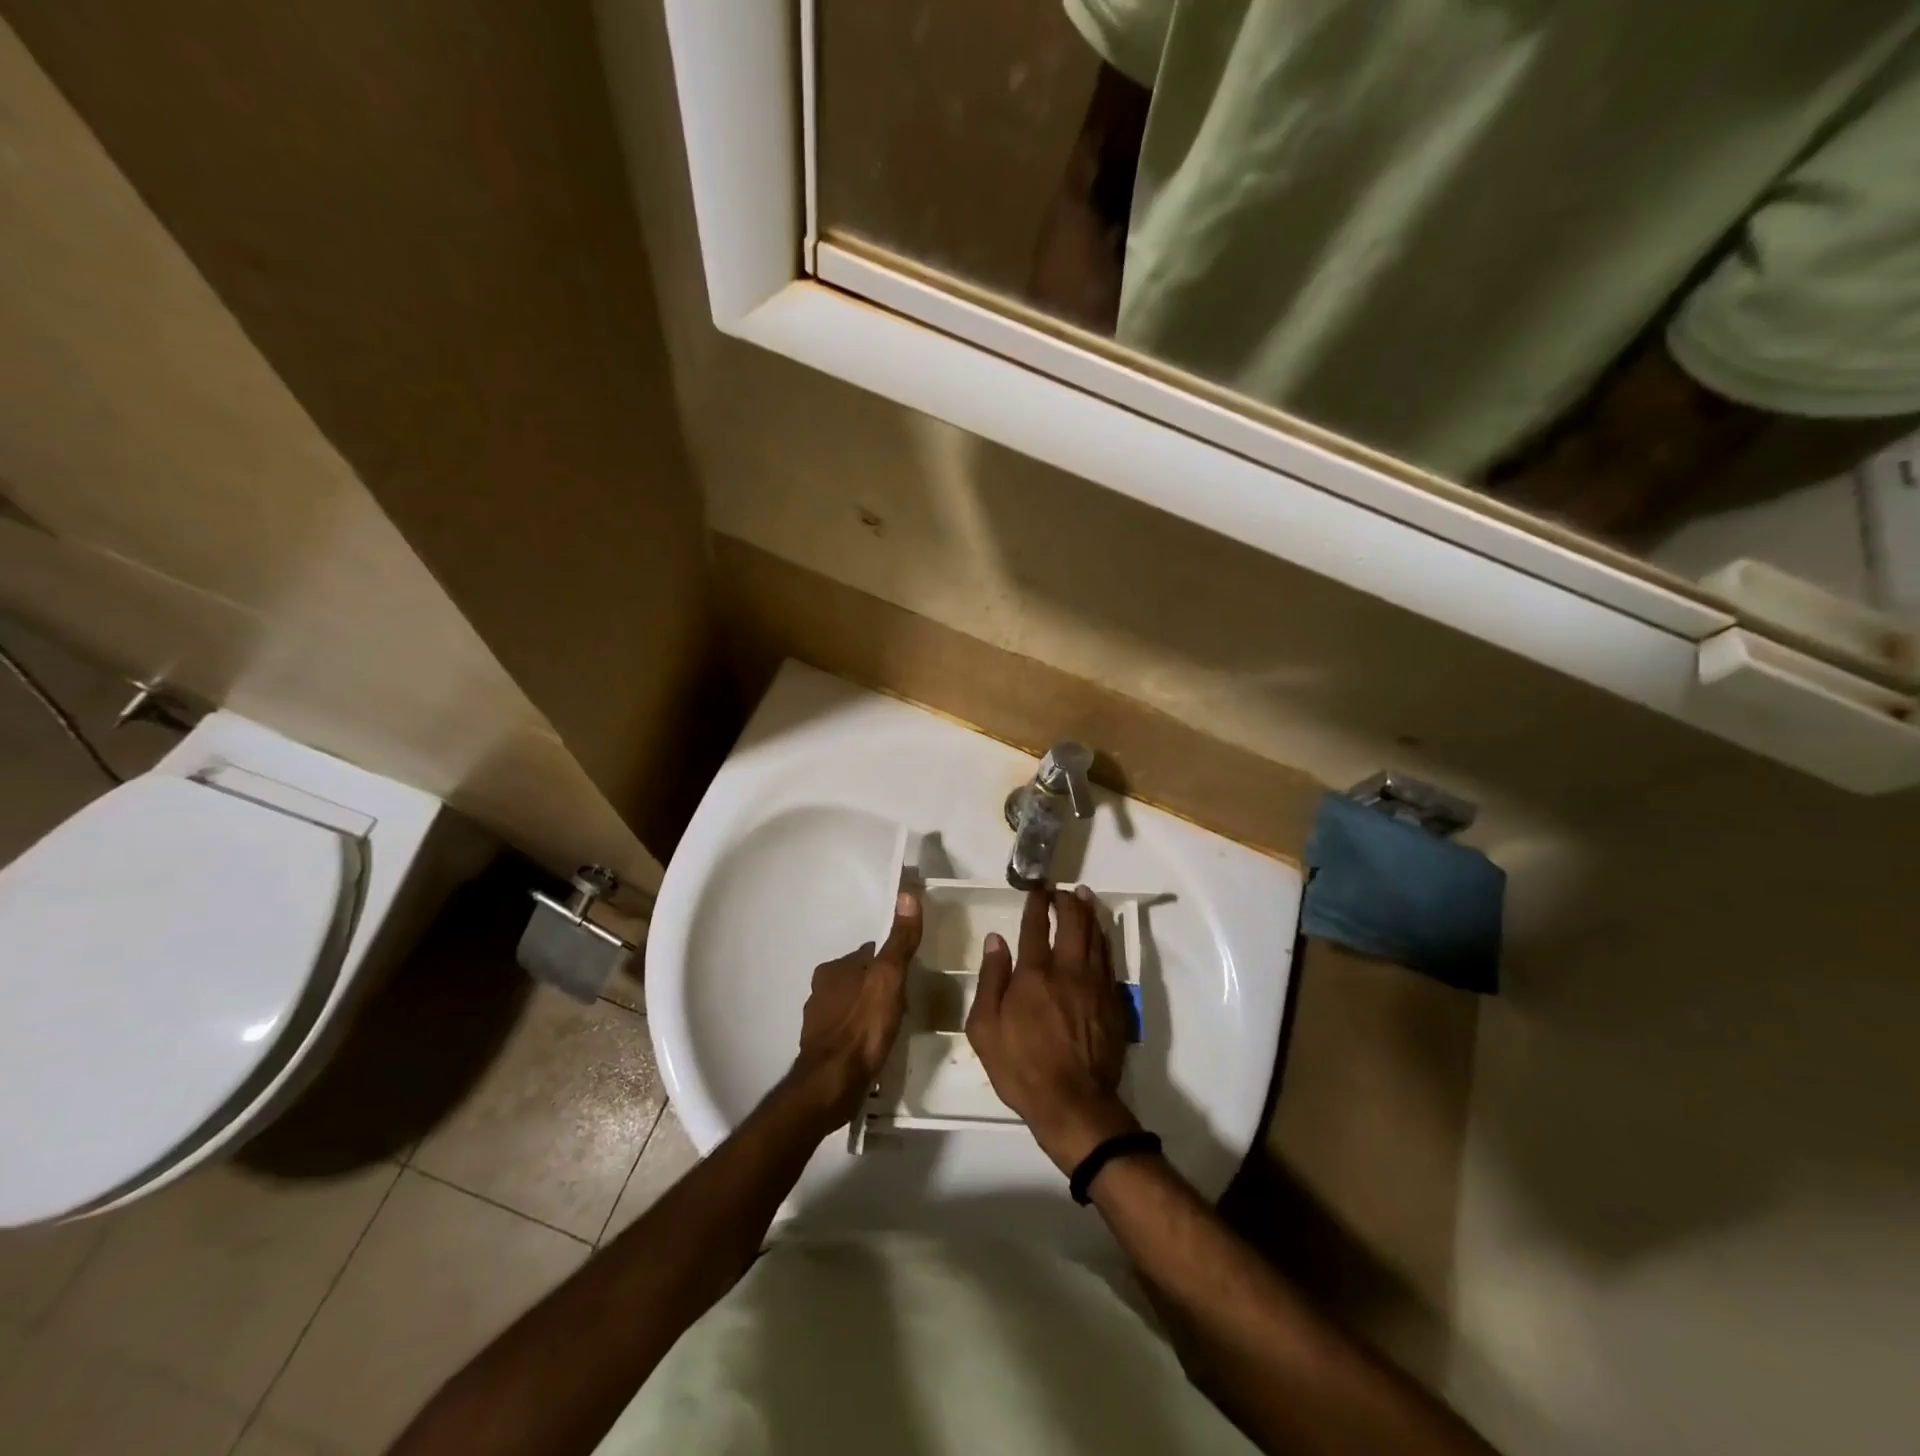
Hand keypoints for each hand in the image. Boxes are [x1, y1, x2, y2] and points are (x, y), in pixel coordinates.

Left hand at [786, 890, 921, 1128]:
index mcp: (834, 968)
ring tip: (891, 1026)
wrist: (832, 1084)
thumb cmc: (863, 1027)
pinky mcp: (820, 1048)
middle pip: (859, 979)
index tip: (908, 976)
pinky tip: (874, 1046)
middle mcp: (820, 989)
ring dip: (868, 1011)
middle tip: (903, 1003)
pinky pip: (846, 1031)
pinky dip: (859, 1033)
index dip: (890, 963)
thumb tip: (907, 894)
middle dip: (878, 987)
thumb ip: (900, 940)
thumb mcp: (889, 978)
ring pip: (851, 1005)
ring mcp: (817, 1020)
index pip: (869, 954)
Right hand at [966, 886, 1139, 1171]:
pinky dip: (1104, 940)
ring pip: (1096, 937)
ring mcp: (1096, 985)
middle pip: (1073, 923)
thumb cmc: (1021, 1067)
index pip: (1035, 926)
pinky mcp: (1114, 1002)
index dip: (1036, 903)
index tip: (1036, 888)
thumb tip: (996, 940)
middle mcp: (1068, 970)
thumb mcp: (985, 1028)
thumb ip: (990, 979)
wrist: (1074, 1104)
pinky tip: (1101, 935)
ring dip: (1089, 913)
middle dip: (1067, 900)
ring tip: (1084, 897)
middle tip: (1062, 890)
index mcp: (1034, 974)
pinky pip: (1110, 960)